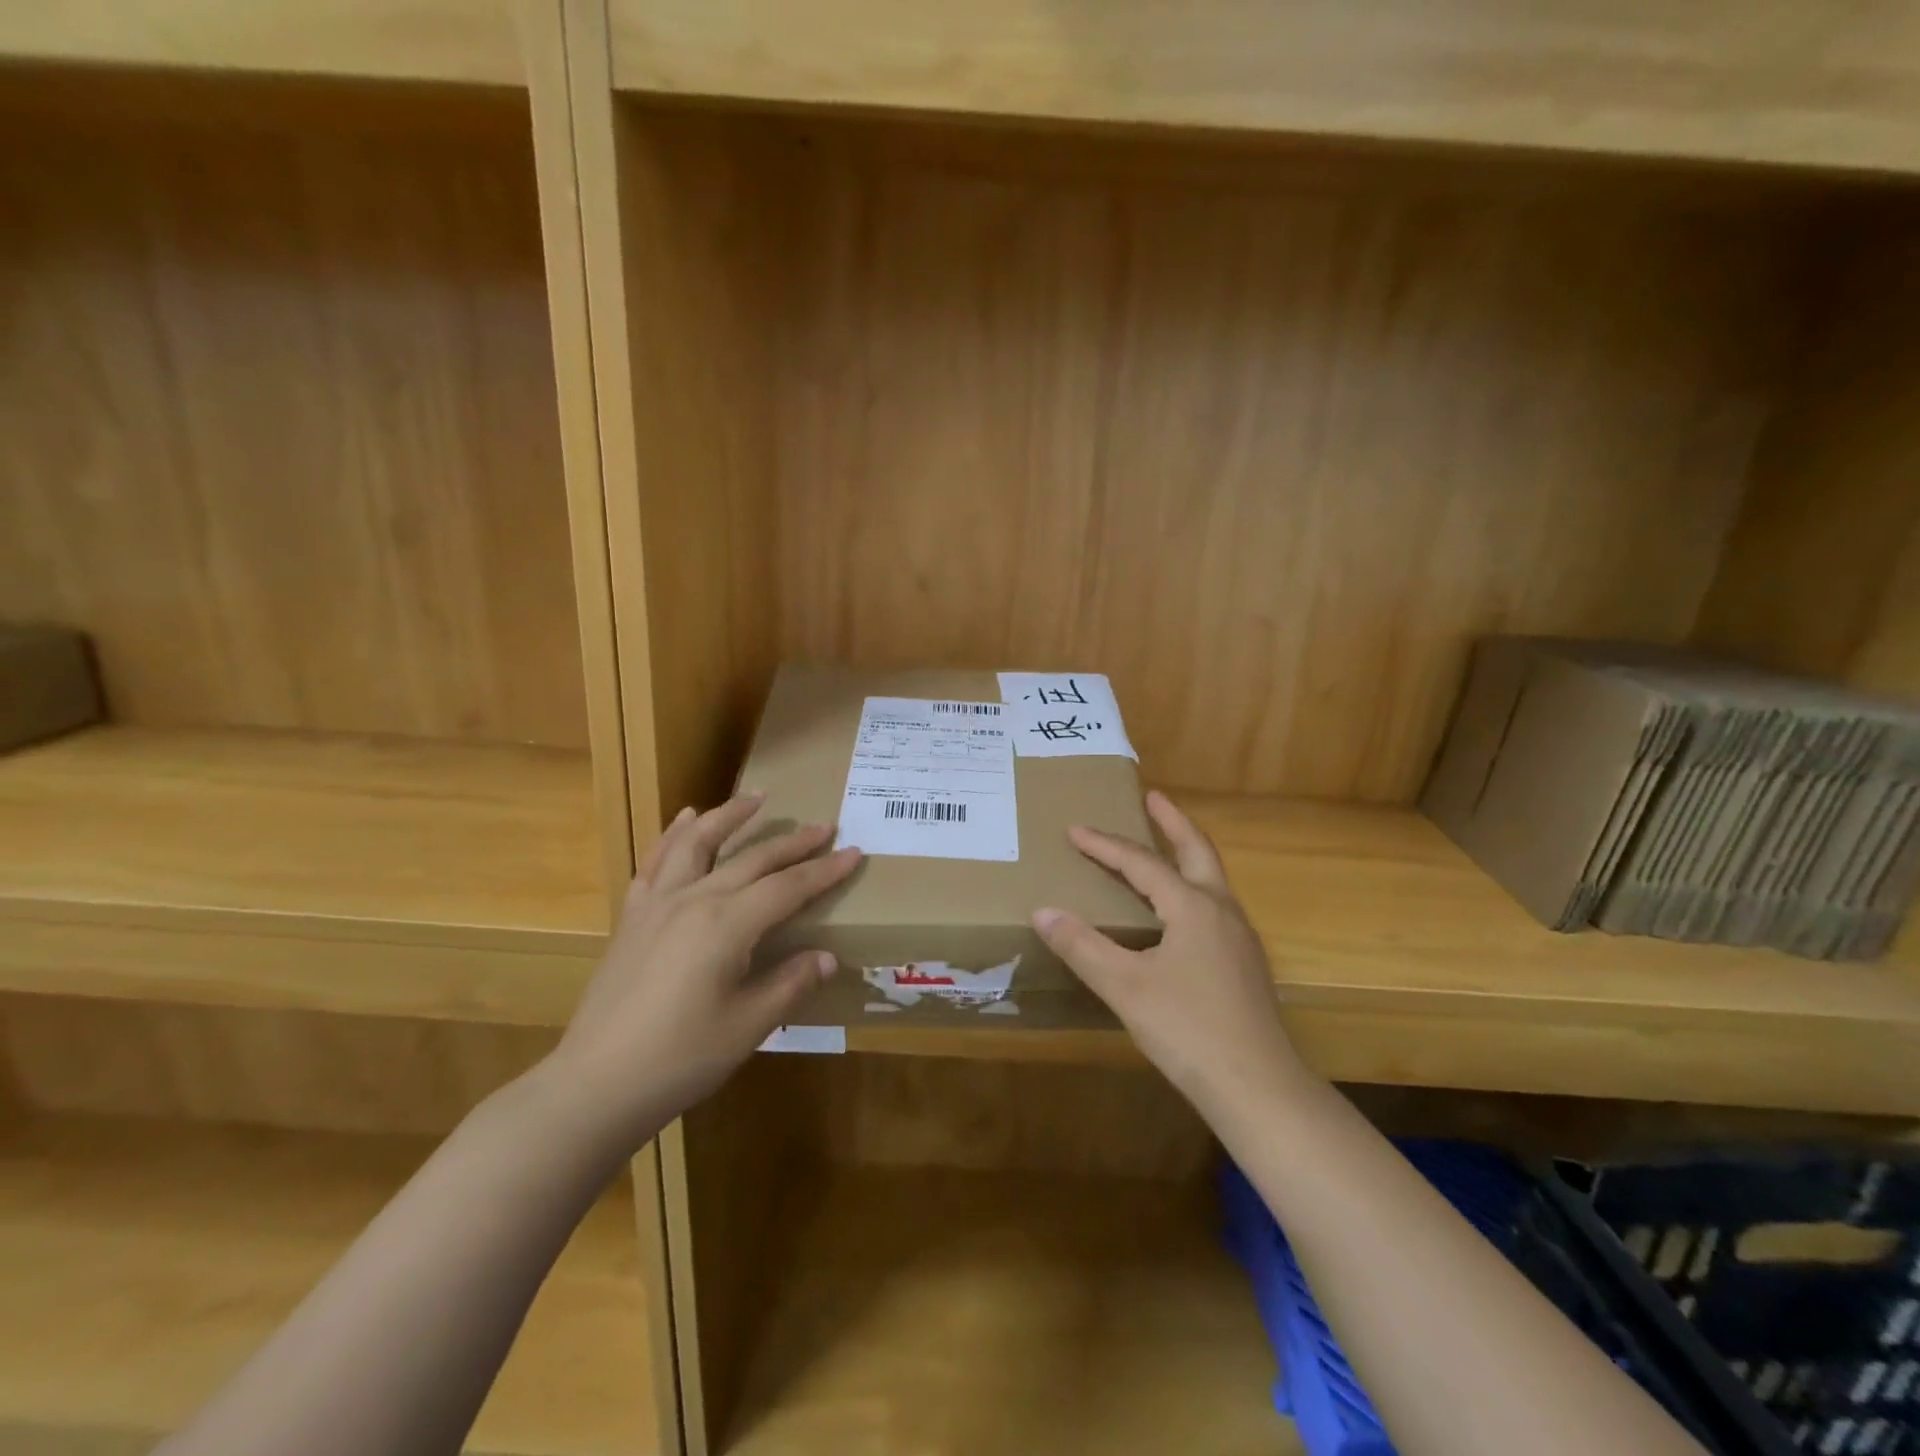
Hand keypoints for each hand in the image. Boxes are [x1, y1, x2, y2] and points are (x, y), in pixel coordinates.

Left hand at [548, 794, 861, 1145]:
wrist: (595, 1085)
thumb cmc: (680, 1060)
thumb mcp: (748, 1027)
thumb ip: (790, 984)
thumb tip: (827, 957)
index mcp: (726, 926)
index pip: (788, 888)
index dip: (824, 871)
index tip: (854, 852)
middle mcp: (693, 901)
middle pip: (752, 860)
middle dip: (792, 842)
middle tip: (823, 826)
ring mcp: (657, 904)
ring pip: (698, 843)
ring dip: (730, 816)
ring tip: (756, 798)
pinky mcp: (632, 917)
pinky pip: (656, 862)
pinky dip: (674, 835)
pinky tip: (686, 819)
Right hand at [1031, 790, 1304, 1113]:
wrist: (1258, 1088)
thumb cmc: (1188, 1030)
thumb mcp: (1125, 986)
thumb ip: (1082, 945)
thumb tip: (1043, 911)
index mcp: (1193, 906)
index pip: (1141, 863)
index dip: (1104, 845)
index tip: (1074, 829)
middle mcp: (1221, 911)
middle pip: (1197, 851)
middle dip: (1173, 822)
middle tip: (1153, 798)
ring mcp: (1239, 938)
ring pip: (1211, 879)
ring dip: (1186, 854)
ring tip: (1163, 847)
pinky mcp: (1244, 964)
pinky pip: (1214, 906)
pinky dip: (1192, 888)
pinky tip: (1178, 912)